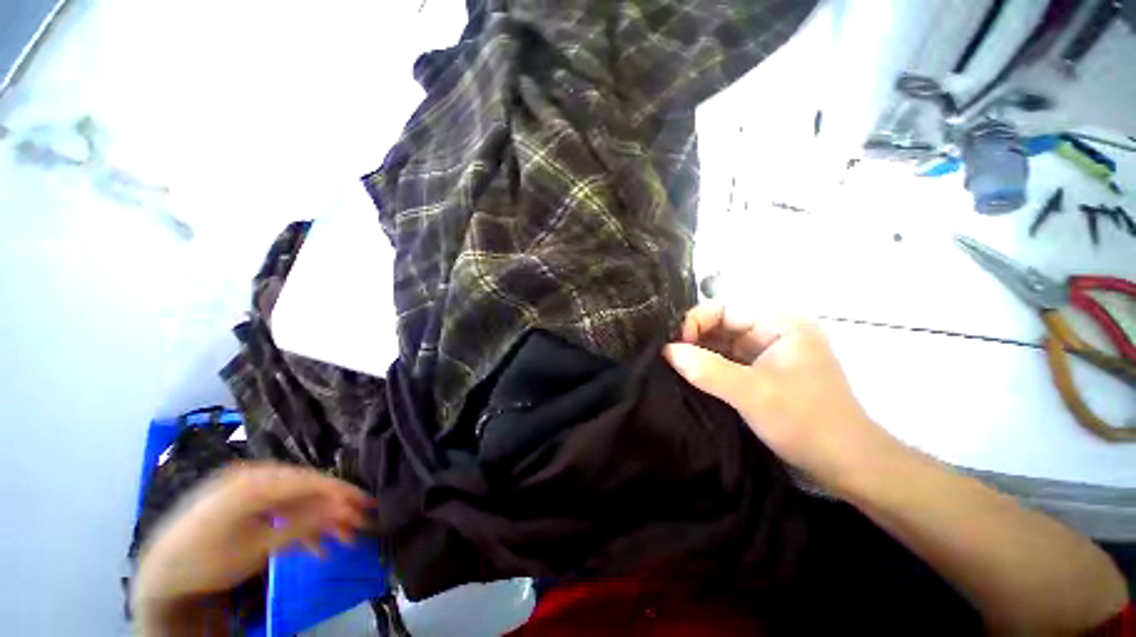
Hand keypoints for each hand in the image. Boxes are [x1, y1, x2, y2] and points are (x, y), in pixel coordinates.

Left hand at [131, 462, 373, 621]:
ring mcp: (248, 486)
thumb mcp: (258, 547)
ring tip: (339, 542)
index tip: (367, 504)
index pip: (311, 481)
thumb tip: (346, 508)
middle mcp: (255, 476)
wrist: (161, 574)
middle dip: (333, 510)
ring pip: (297, 499)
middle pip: (306, 489)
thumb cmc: (207, 561)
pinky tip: (313, 544)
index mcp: (255, 482)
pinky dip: (298, 524)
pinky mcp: (245, 500)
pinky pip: (281, 507)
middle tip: (356, 528)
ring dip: (319, 520)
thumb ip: (304, 524)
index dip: (342, 492)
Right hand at [664, 303, 896, 491]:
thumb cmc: (807, 422)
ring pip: (723, 346)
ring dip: (699, 355)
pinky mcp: (762, 376)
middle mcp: (772, 334)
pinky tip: (690, 377)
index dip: (696, 322)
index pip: (725, 309)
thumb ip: (708, 370)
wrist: (847, 466)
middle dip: (694, 339)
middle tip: (668, 357)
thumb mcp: (753, 394)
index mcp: (779, 325)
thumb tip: (668, 351)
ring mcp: (767, 356)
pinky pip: (728, 364)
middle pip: (722, 326)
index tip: (675, 345)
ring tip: (672, 366)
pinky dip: (709, 369)